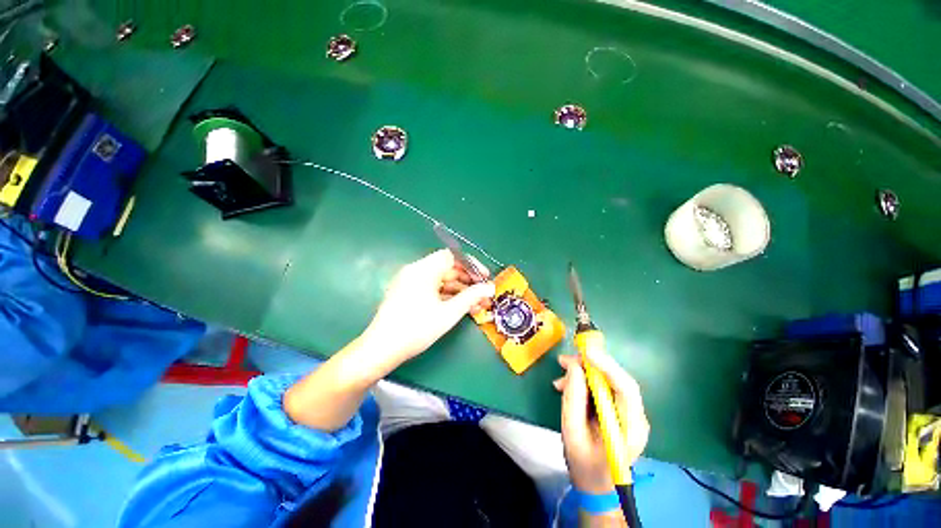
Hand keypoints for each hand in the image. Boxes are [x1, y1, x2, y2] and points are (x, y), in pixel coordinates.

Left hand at [359, 249, 494, 372]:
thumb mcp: (448, 313)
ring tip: (477, 305)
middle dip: (468, 281)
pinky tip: (461, 308)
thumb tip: (490, 288)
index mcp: (423, 269)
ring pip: (441, 281)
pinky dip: (447, 296)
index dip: (471, 265)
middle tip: (484, 294)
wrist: (382, 349)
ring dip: (459, 291)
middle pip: (447, 269)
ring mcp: (411, 282)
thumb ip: (471, 297)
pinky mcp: (408, 293)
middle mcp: (416, 271)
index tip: (484, 277)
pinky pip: (432, 289)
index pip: (452, 256)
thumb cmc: (416, 329)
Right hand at [554, 350, 649, 493]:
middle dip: (590, 365)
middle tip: (564, 360)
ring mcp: (628, 412)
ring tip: (559, 377)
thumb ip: (573, 399)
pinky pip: (602, 387)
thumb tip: (574, 367)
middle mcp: (636, 416)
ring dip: (583, 373)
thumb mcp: (572, 432)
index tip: (585, 352)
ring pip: (608, 380)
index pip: (626, 389)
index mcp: (631, 428)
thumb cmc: (584, 463)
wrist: (595, 483)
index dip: (607, 366)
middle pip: (617, 379)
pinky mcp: (619, 409)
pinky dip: (584, 381)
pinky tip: (566, 385)